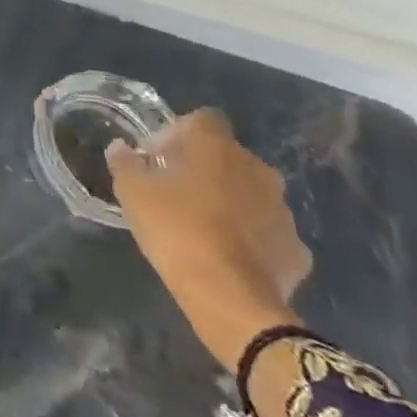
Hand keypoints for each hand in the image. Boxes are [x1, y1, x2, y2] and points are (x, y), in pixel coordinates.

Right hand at [106, 110, 311, 371]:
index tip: (159, 158)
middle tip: (174, 192)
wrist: (230, 298)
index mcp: (218, 148)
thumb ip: (124, 163)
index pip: (203, 119)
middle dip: (203, 168)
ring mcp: (283, 211)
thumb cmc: (176, 229)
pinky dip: (250, 237)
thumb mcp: (132, 192)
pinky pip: (267, 232)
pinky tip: (227, 256)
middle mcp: (257, 170)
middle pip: (228, 156)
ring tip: (200, 227)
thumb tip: (120, 148)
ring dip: (229, 201)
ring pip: (251, 193)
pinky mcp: (296, 249)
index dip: (179, 132)